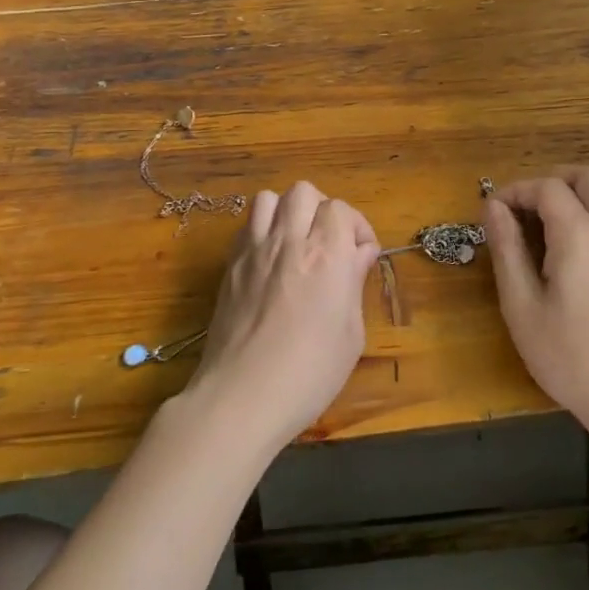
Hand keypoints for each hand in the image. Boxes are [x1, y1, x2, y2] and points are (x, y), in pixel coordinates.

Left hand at [185, 181, 381, 453]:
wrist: (241, 397)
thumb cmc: (309, 373)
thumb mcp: (350, 334)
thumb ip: (354, 283)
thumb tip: (360, 253)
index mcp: (326, 254)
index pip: (341, 209)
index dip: (355, 226)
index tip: (360, 255)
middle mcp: (288, 240)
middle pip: (304, 192)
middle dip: (322, 210)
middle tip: (329, 243)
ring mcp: (253, 251)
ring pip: (269, 198)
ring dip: (287, 212)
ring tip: (296, 244)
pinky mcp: (229, 267)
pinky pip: (245, 226)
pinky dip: (261, 230)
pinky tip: (270, 261)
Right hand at [483, 167, 588, 435]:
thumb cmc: (568, 356)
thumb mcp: (522, 305)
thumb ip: (507, 248)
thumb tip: (492, 206)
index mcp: (582, 234)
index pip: (548, 186)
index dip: (516, 191)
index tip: (491, 213)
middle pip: (587, 176)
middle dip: (550, 181)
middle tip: (520, 210)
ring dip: (570, 197)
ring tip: (536, 232)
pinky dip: (586, 216)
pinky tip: (563, 255)